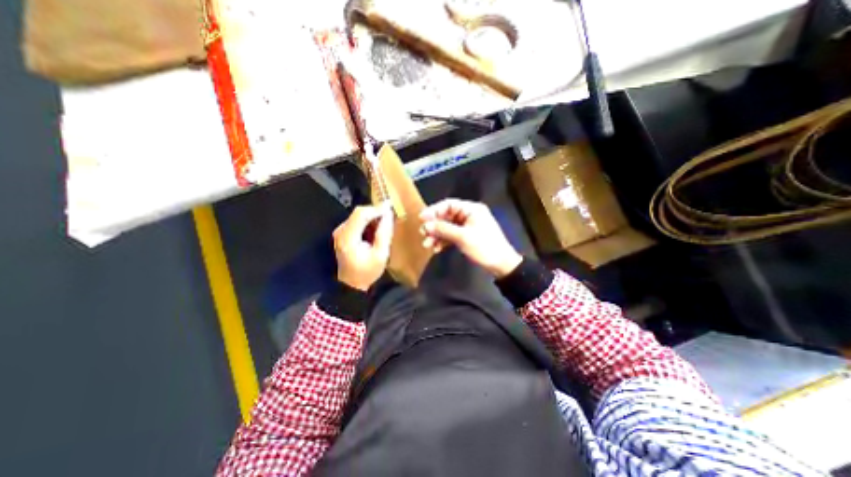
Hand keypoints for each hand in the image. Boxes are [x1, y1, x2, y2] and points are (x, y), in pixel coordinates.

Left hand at [336, 204, 395, 289]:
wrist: (352, 284)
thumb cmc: (367, 272)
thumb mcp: (380, 255)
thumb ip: (384, 234)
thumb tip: (388, 214)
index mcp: (348, 238)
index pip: (361, 214)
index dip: (376, 209)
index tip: (390, 208)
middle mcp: (341, 231)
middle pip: (359, 212)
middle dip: (375, 212)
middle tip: (390, 217)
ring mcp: (340, 232)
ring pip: (358, 215)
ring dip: (372, 217)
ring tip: (384, 225)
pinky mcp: (343, 233)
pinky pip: (357, 221)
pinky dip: (368, 222)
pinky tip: (376, 230)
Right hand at [419, 197, 522, 279]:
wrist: (501, 265)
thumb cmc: (484, 247)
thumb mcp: (463, 237)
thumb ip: (443, 230)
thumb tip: (426, 225)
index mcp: (471, 209)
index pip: (449, 205)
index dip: (434, 210)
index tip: (422, 218)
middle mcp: (469, 215)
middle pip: (446, 216)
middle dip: (434, 226)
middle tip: (423, 234)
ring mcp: (467, 226)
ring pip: (447, 227)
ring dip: (437, 235)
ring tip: (428, 244)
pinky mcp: (466, 237)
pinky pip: (451, 235)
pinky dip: (443, 241)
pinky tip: (436, 248)